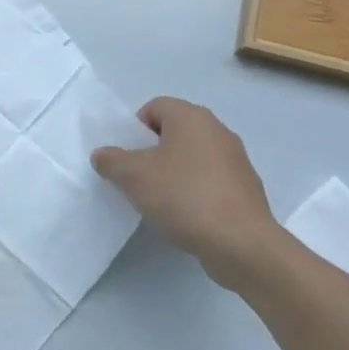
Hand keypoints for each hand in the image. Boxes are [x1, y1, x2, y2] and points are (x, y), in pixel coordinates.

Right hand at [91, 98, 281, 289]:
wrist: (241, 243)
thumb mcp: (133, 176)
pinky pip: (209, 179)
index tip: (127, 156)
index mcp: (191, 117)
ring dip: (173, 172)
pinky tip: (184, 214)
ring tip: (159, 199)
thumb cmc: (183, 196)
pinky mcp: (245, 188)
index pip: (155, 107)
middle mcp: (217, 130)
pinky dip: (194, 190)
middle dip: (152, 151)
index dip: (135, 128)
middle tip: (137, 177)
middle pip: (174, 131)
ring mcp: (236, 160)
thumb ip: (111, 160)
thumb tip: (103, 154)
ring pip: (192, 156)